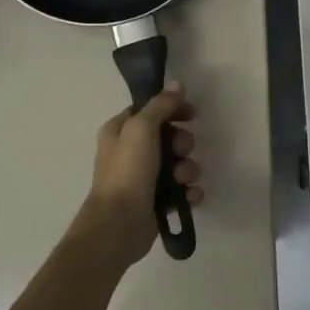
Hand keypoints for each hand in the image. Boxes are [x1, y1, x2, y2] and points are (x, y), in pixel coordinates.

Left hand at [76, 87, 202, 267]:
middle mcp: (130, 152)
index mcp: (120, 131)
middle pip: (168, 137)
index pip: (150, 110)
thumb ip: (160, 105)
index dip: (172, 109)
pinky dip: (189, 192)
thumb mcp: (141, 128)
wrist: (119, 224)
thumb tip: (176, 84)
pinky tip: (189, 196)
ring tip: (183, 179)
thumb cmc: (127, 171)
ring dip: (188, 169)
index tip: (191, 112)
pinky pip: (182, 190)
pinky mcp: (157, 201)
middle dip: (182, 143)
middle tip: (182, 150)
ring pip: (178, 164)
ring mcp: (144, 178)